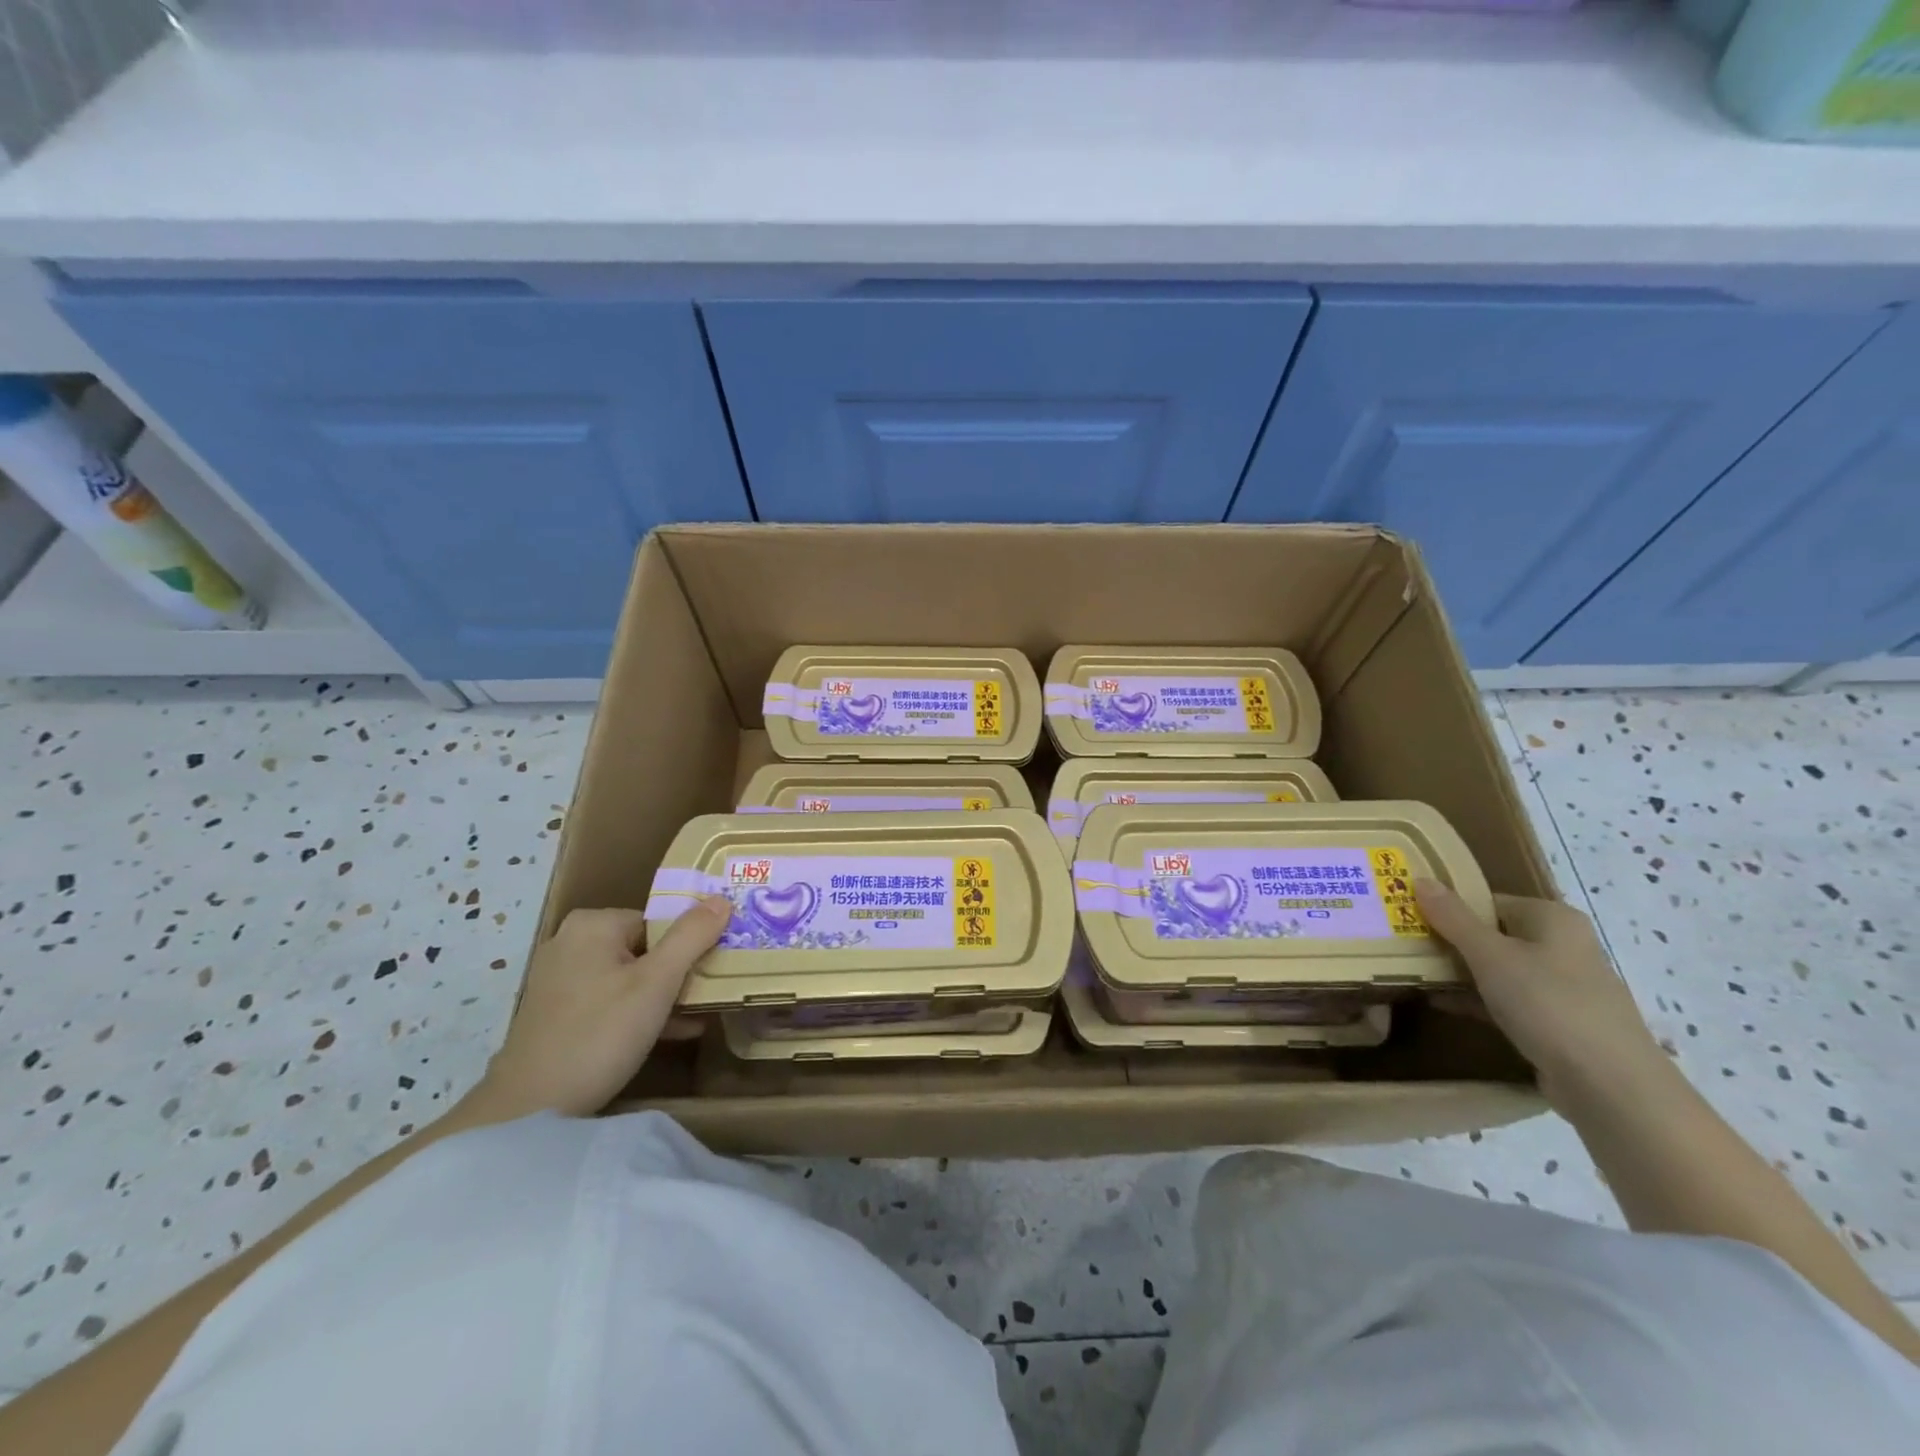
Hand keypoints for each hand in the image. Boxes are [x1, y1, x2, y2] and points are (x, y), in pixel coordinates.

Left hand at [470, 897, 731, 1119]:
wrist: (531, 1108)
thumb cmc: (601, 1033)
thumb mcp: (658, 982)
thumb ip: (692, 936)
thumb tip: (723, 899)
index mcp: (593, 924)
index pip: (659, 921)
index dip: (689, 944)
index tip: (714, 969)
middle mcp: (571, 941)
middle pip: (645, 947)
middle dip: (679, 972)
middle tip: (711, 993)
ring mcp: (560, 978)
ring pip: (629, 975)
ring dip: (664, 994)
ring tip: (699, 1014)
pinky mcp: (556, 1012)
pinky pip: (610, 998)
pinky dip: (638, 1011)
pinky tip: (672, 1032)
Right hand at [1413, 880, 1664, 1102]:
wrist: (1610, 1086)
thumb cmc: (1548, 1004)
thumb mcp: (1490, 955)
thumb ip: (1452, 918)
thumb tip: (1420, 879)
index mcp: (1552, 919)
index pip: (1488, 900)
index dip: (1448, 907)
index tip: (1408, 917)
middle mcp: (1562, 946)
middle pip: (1492, 934)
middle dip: (1449, 940)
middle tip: (1403, 944)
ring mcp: (1562, 986)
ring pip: (1498, 968)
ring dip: (1458, 971)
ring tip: (1412, 971)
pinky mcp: (1556, 1021)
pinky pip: (1506, 999)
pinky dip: (1475, 998)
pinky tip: (1439, 1002)